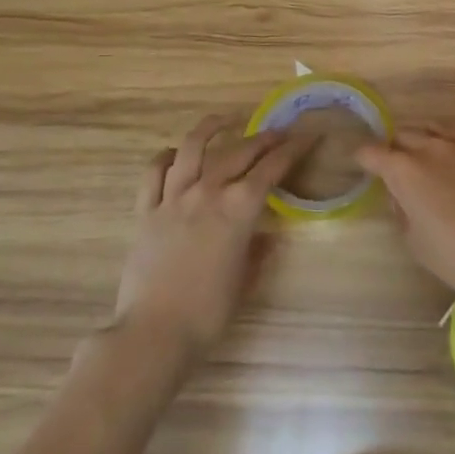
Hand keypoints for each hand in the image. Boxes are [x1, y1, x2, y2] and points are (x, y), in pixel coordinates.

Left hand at [108, 115, 306, 359]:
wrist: (154, 333)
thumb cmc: (209, 313)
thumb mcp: (246, 281)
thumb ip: (259, 251)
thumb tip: (267, 234)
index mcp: (240, 209)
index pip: (273, 167)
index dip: (294, 148)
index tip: (308, 136)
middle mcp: (209, 192)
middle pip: (240, 151)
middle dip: (264, 138)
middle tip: (279, 132)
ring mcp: (174, 198)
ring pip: (193, 148)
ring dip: (211, 128)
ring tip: (225, 120)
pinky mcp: (146, 211)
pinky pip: (153, 172)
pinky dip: (166, 157)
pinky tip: (175, 154)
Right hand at [356, 127, 454, 304]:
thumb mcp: (416, 243)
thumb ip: (403, 213)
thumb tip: (403, 197)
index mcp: (404, 171)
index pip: (372, 154)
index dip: (364, 160)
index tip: (363, 167)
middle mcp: (430, 148)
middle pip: (403, 135)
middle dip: (395, 148)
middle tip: (397, 169)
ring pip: (435, 128)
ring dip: (425, 140)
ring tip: (428, 158)